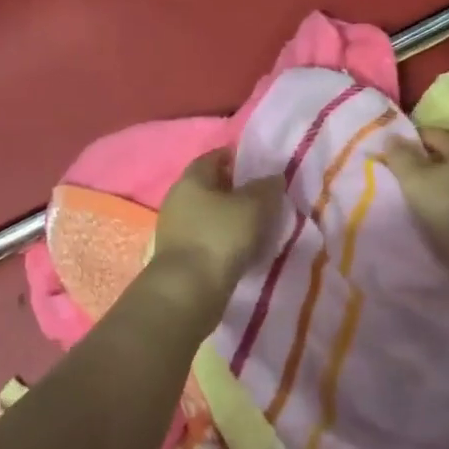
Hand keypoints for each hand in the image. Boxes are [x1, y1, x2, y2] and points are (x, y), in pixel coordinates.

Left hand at [152, 150, 283, 301]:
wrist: (187, 291)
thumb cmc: (220, 237)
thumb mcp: (254, 206)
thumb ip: (266, 188)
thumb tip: (273, 178)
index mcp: (191, 179)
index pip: (214, 157)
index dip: (237, 158)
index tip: (259, 166)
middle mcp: (178, 199)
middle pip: (210, 187)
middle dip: (235, 190)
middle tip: (264, 197)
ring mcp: (175, 229)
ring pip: (208, 215)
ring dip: (230, 218)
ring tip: (259, 226)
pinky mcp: (179, 256)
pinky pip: (206, 239)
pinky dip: (224, 240)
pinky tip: (244, 250)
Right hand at [382, 128, 448, 267]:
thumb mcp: (415, 179)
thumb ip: (400, 156)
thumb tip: (391, 137)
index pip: (432, 133)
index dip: (408, 140)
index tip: (388, 154)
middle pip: (442, 156)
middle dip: (418, 163)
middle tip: (395, 175)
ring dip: (430, 185)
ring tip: (408, 197)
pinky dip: (440, 201)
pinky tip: (427, 214)